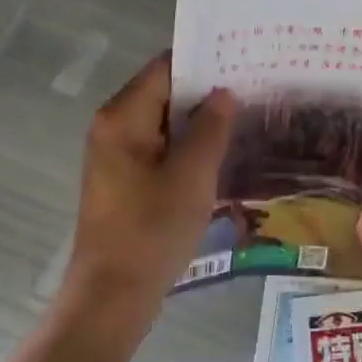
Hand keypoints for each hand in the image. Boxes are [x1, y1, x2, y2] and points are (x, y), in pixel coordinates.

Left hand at [62, 54, 237, 318]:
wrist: (110, 300)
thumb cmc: (151, 231)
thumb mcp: (192, 176)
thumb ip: (211, 127)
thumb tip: (223, 92)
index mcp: (123, 116)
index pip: (166, 67)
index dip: (204, 62)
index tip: (241, 60)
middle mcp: (113, 126)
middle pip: (164, 91)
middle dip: (204, 91)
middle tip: (250, 88)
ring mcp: (115, 154)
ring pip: (163, 121)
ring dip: (197, 120)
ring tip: (242, 117)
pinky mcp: (122, 179)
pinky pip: (158, 146)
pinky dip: (185, 144)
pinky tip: (218, 153)